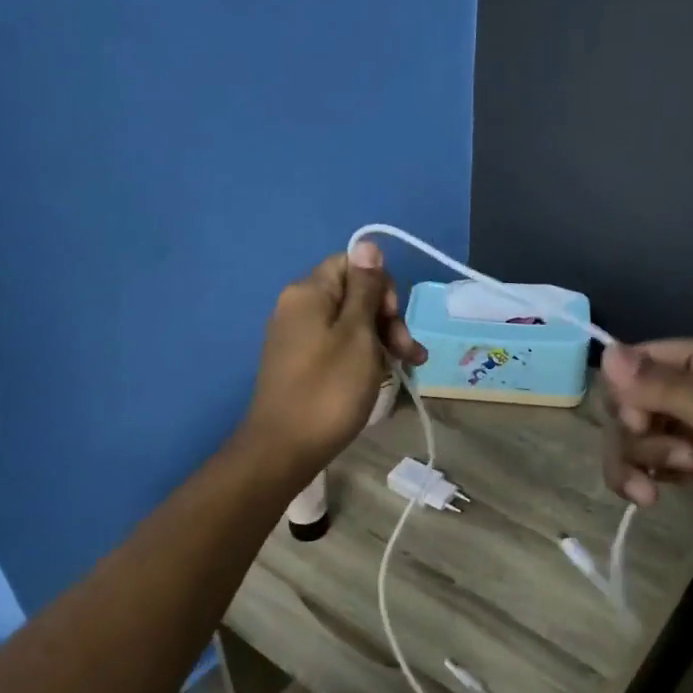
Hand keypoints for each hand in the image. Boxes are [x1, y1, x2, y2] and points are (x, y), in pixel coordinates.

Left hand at [238, 243, 427, 481]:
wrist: (284, 449)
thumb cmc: (328, 389)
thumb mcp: (357, 335)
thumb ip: (365, 289)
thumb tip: (368, 244)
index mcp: (308, 292)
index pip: (352, 264)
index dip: (380, 286)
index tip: (392, 320)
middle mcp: (297, 307)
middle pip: (353, 294)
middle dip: (387, 318)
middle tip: (408, 353)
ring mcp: (296, 336)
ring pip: (349, 323)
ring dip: (381, 340)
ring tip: (408, 368)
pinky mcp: (299, 363)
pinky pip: (337, 346)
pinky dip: (362, 356)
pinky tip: (383, 375)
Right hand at [599, 337, 692, 577]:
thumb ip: (670, 389)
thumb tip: (607, 353)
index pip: (642, 360)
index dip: (629, 390)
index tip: (639, 423)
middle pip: (630, 399)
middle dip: (634, 431)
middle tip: (669, 459)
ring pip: (631, 433)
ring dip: (634, 459)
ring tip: (655, 490)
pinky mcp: (690, 470)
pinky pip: (643, 462)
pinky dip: (636, 478)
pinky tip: (649, 498)